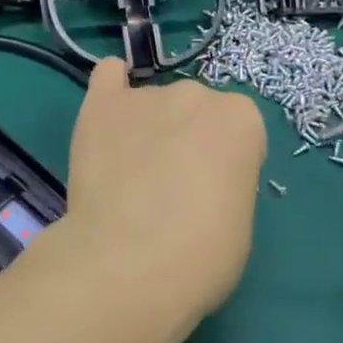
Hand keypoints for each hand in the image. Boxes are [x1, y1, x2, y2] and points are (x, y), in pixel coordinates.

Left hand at [59, 59, 265, 321]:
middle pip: (196, 110)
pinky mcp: (101, 104)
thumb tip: (200, 178)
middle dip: (188, 140)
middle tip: (171, 188)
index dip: (227, 163)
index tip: (214, 193)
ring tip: (129, 177)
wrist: (128, 266)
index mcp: (241, 118)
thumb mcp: (240, 222)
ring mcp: (146, 95)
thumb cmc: (200, 257)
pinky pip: (108, 75)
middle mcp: (196, 93)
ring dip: (149, 128)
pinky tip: (109, 116)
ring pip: (154, 103)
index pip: (240, 131)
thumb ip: (227, 180)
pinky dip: (111, 89)